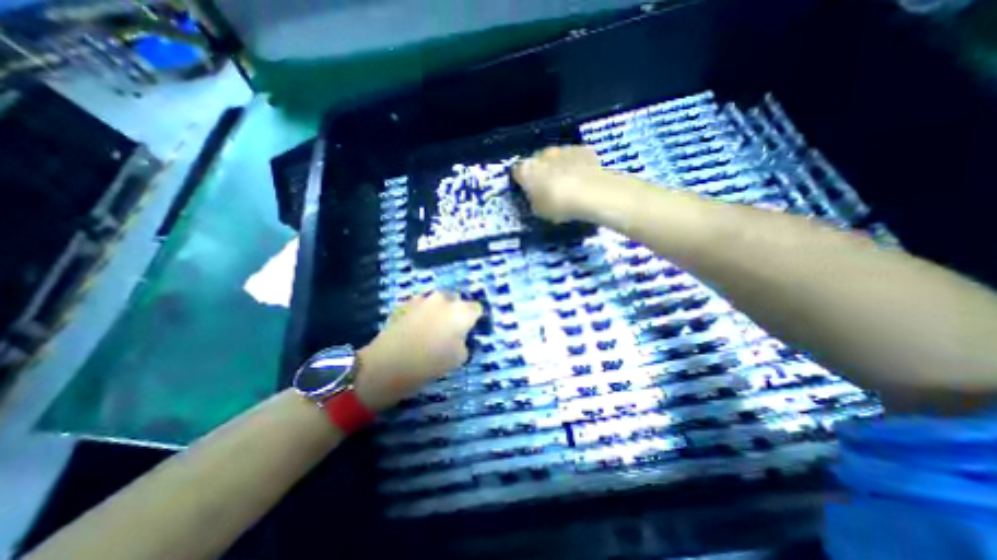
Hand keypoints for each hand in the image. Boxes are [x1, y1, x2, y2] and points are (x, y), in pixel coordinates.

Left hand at [357, 292, 485, 411]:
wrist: (387, 364)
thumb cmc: (430, 363)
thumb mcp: (459, 358)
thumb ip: (465, 341)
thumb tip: (460, 336)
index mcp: (461, 311)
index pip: (477, 308)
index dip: (474, 320)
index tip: (469, 331)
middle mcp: (444, 299)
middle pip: (457, 301)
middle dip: (456, 312)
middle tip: (450, 331)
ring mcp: (422, 299)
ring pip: (437, 302)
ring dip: (438, 311)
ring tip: (430, 330)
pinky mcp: (405, 303)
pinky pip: (421, 306)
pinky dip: (422, 313)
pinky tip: (414, 329)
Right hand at [514, 144, 616, 221]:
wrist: (592, 193)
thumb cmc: (559, 205)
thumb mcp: (539, 211)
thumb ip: (534, 201)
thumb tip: (535, 196)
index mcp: (527, 169)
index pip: (517, 173)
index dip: (522, 182)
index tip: (528, 191)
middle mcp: (542, 154)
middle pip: (537, 162)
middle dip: (540, 173)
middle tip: (548, 189)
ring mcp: (563, 149)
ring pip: (556, 158)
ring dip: (558, 168)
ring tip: (568, 185)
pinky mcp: (582, 148)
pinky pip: (574, 157)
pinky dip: (575, 165)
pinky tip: (582, 179)